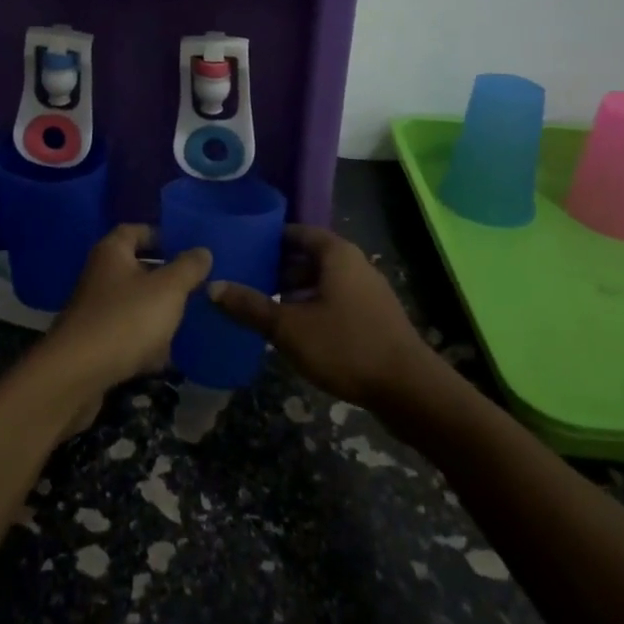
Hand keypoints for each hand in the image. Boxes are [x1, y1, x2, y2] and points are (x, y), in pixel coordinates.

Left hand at [39, 225, 212, 412]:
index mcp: (112, 252)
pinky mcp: (94, 342)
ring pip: (132, 303)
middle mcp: (99, 275)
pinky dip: (143, 342)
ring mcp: (94, 309)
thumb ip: (188, 268)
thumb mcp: (167, 289)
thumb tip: (202, 250)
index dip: (160, 235)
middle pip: (135, 268)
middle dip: (164, 278)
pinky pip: (125, 333)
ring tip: (186, 321)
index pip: (135, 230)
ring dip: (156, 312)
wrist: (77, 374)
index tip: (186, 247)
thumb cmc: (126, 319)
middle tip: (195, 286)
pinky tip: (163, 357)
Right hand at [208, 225, 429, 409]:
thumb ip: (250, 307)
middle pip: (309, 257)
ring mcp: (368, 292)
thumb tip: (212, 287)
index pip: (296, 232)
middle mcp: (354, 264)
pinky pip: (336, 301)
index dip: (268, 240)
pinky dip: (314, 308)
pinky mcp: (375, 318)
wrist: (411, 391)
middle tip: (247, 281)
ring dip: (295, 292)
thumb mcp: (289, 328)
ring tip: (265, 309)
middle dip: (278, 269)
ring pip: (323, 282)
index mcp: (336, 253)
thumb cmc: (346, 346)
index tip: (242, 250)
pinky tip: (295, 332)